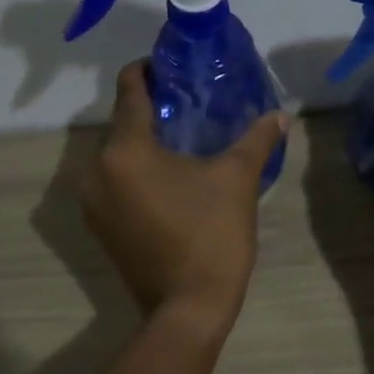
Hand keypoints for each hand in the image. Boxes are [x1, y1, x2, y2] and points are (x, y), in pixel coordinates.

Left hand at [82, 62, 287, 328]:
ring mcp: (93, 203)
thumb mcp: (237, 179)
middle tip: (190, 105)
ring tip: (183, 141)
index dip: (149, 70)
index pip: (129, 89)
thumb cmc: (211, 234)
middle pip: (122, 123)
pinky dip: (137, 172)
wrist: (189, 307)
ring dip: (145, 143)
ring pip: (118, 155)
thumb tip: (280, 116)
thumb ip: (256, 139)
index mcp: (126, 150)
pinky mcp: (101, 228)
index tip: (172, 65)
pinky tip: (170, 179)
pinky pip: (116, 183)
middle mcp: (96, 170)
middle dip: (153, 110)